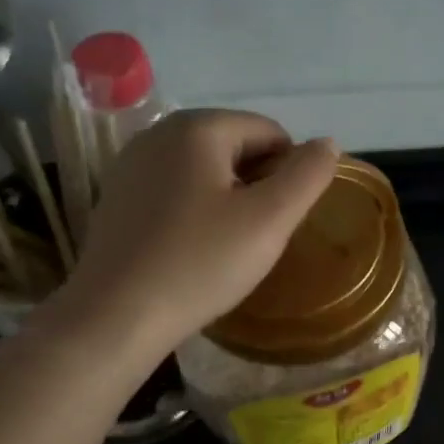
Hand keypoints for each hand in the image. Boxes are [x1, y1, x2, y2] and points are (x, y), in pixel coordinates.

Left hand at [49, 109, 337, 358]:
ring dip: (227, 200)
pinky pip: (174, 191)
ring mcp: (131, 164)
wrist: (116, 316)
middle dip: (256, 185)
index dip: (289, 174)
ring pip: (203, 171)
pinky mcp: (117, 197)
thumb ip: (307, 176)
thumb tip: (327, 144)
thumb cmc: (200, 264)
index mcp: (198, 127)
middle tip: (258, 237)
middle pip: (234, 146)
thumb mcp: (269, 220)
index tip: (281, 220)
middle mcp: (158, 132)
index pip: (269, 132)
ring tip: (227, 247)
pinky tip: (193, 250)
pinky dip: (194, 211)